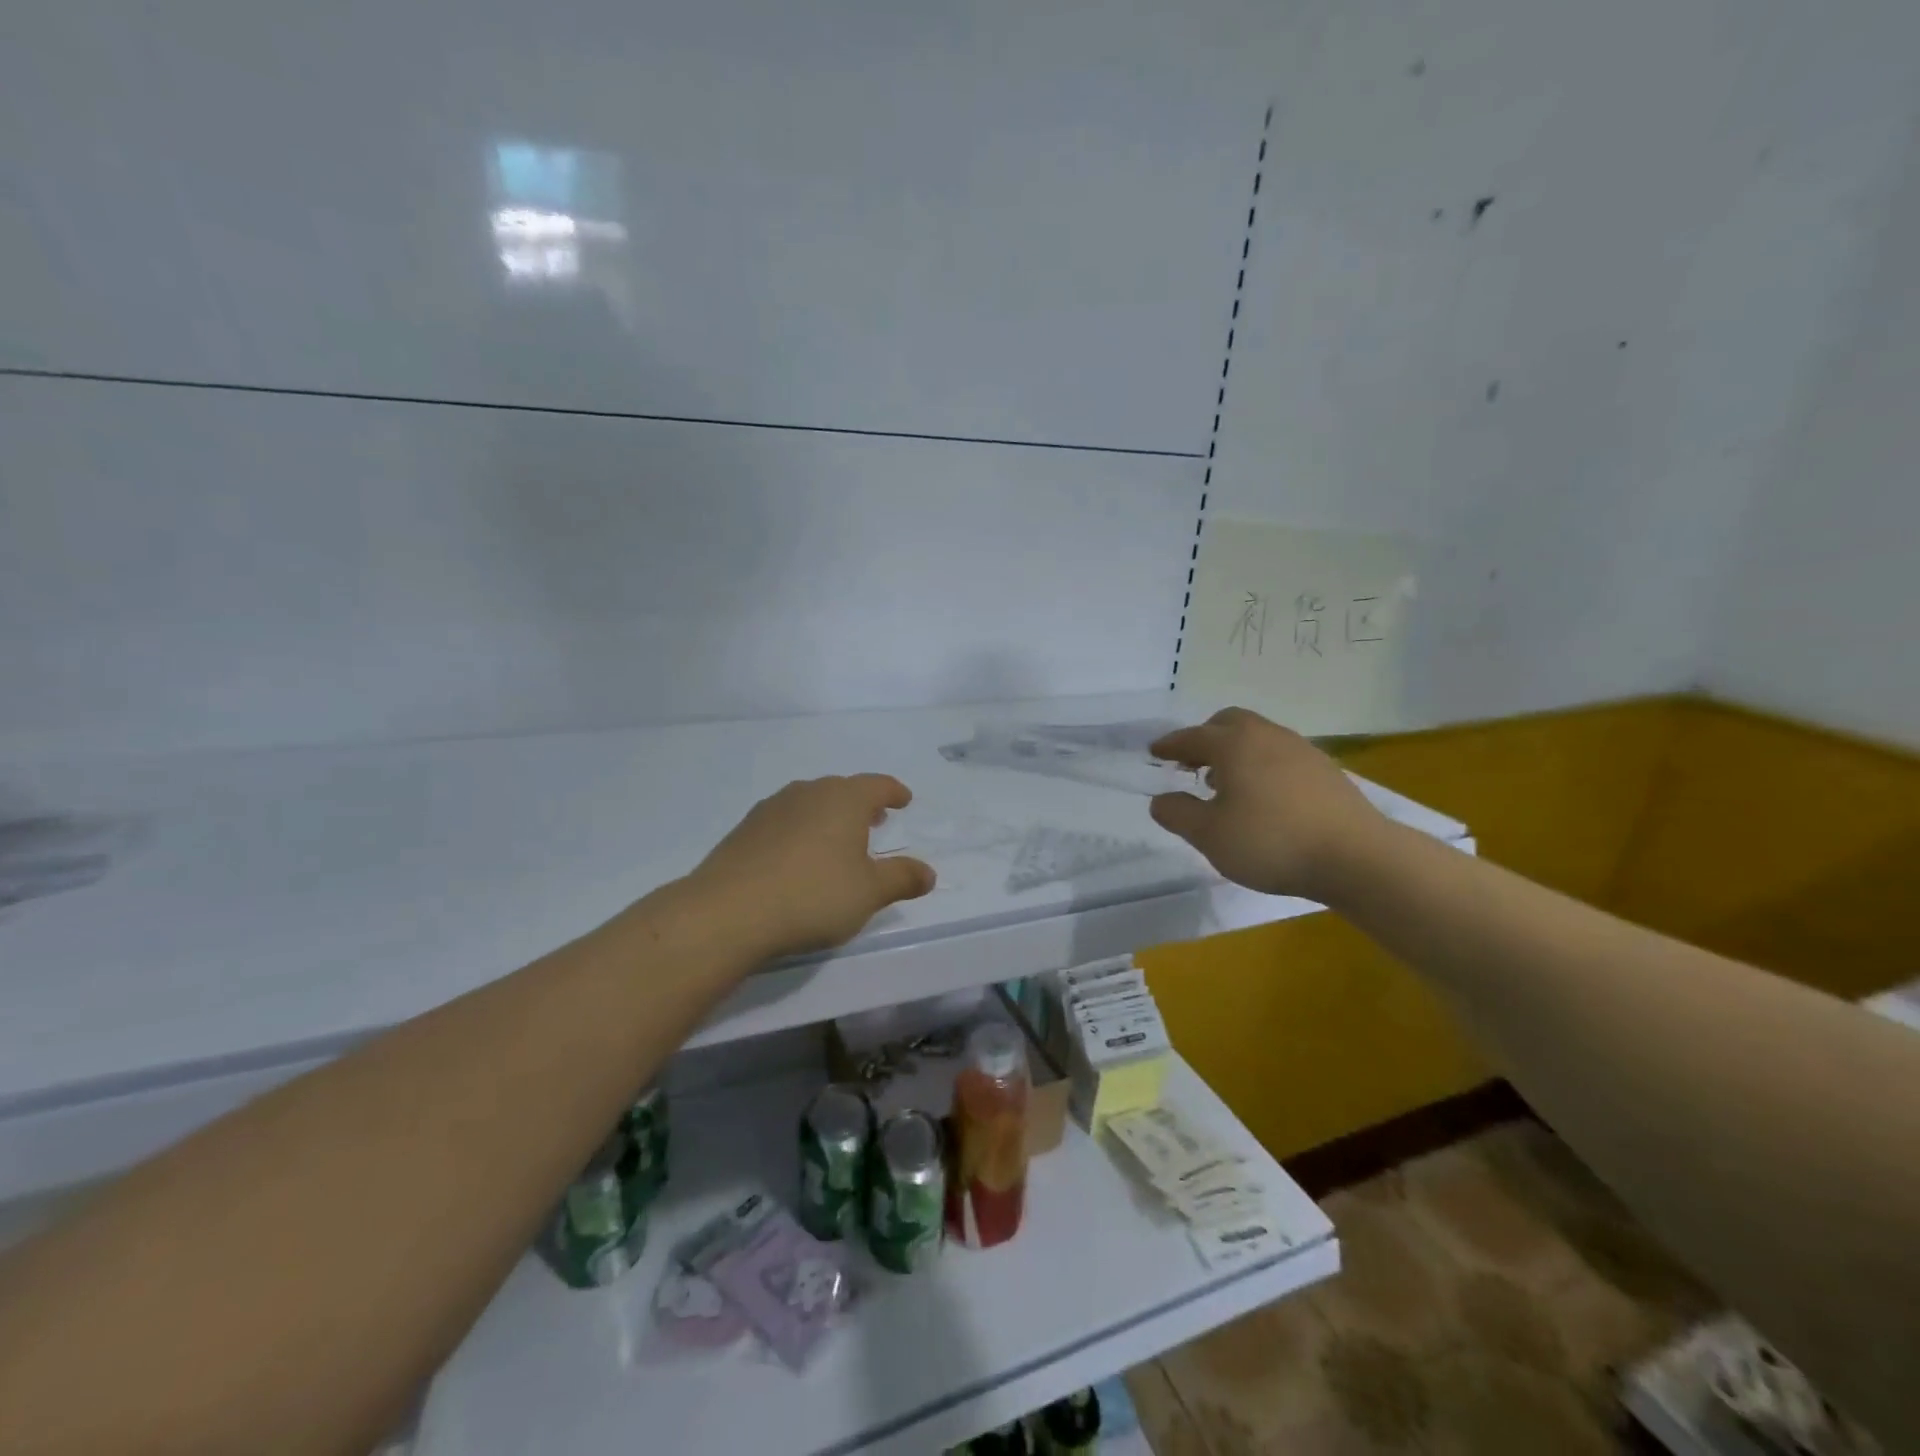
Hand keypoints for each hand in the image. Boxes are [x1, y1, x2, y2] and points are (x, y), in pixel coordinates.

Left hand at [688, 774, 935, 957]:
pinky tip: (798, 857)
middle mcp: (808, 792)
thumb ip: (901, 878)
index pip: (877, 785)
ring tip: (837, 838)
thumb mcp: (869, 893)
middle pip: (842, 789)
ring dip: (828, 815)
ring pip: (810, 802)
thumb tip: (928, 872)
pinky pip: (784, 821)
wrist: (728, 912)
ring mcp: (771, 809)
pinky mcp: (744, 830)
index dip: (894, 792)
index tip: (904, 800)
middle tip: (875, 819)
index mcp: (844, 799)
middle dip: (861, 803)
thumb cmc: (812, 895)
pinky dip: (800, 830)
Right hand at [1147, 708, 1389, 900]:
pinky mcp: (1326, 770)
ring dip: (1235, 751)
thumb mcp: (1209, 835)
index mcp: (1234, 745)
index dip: (1170, 745)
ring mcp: (1301, 750)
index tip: (1154, 751)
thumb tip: (1161, 799)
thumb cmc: (1271, 841)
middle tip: (1191, 762)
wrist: (1357, 857)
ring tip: (1225, 783)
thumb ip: (1178, 813)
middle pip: (1229, 723)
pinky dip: (1261, 764)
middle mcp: (1267, 736)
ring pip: (1258, 737)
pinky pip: (1280, 755)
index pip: (1192, 737)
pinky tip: (1263, 796)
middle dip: (1205, 738)